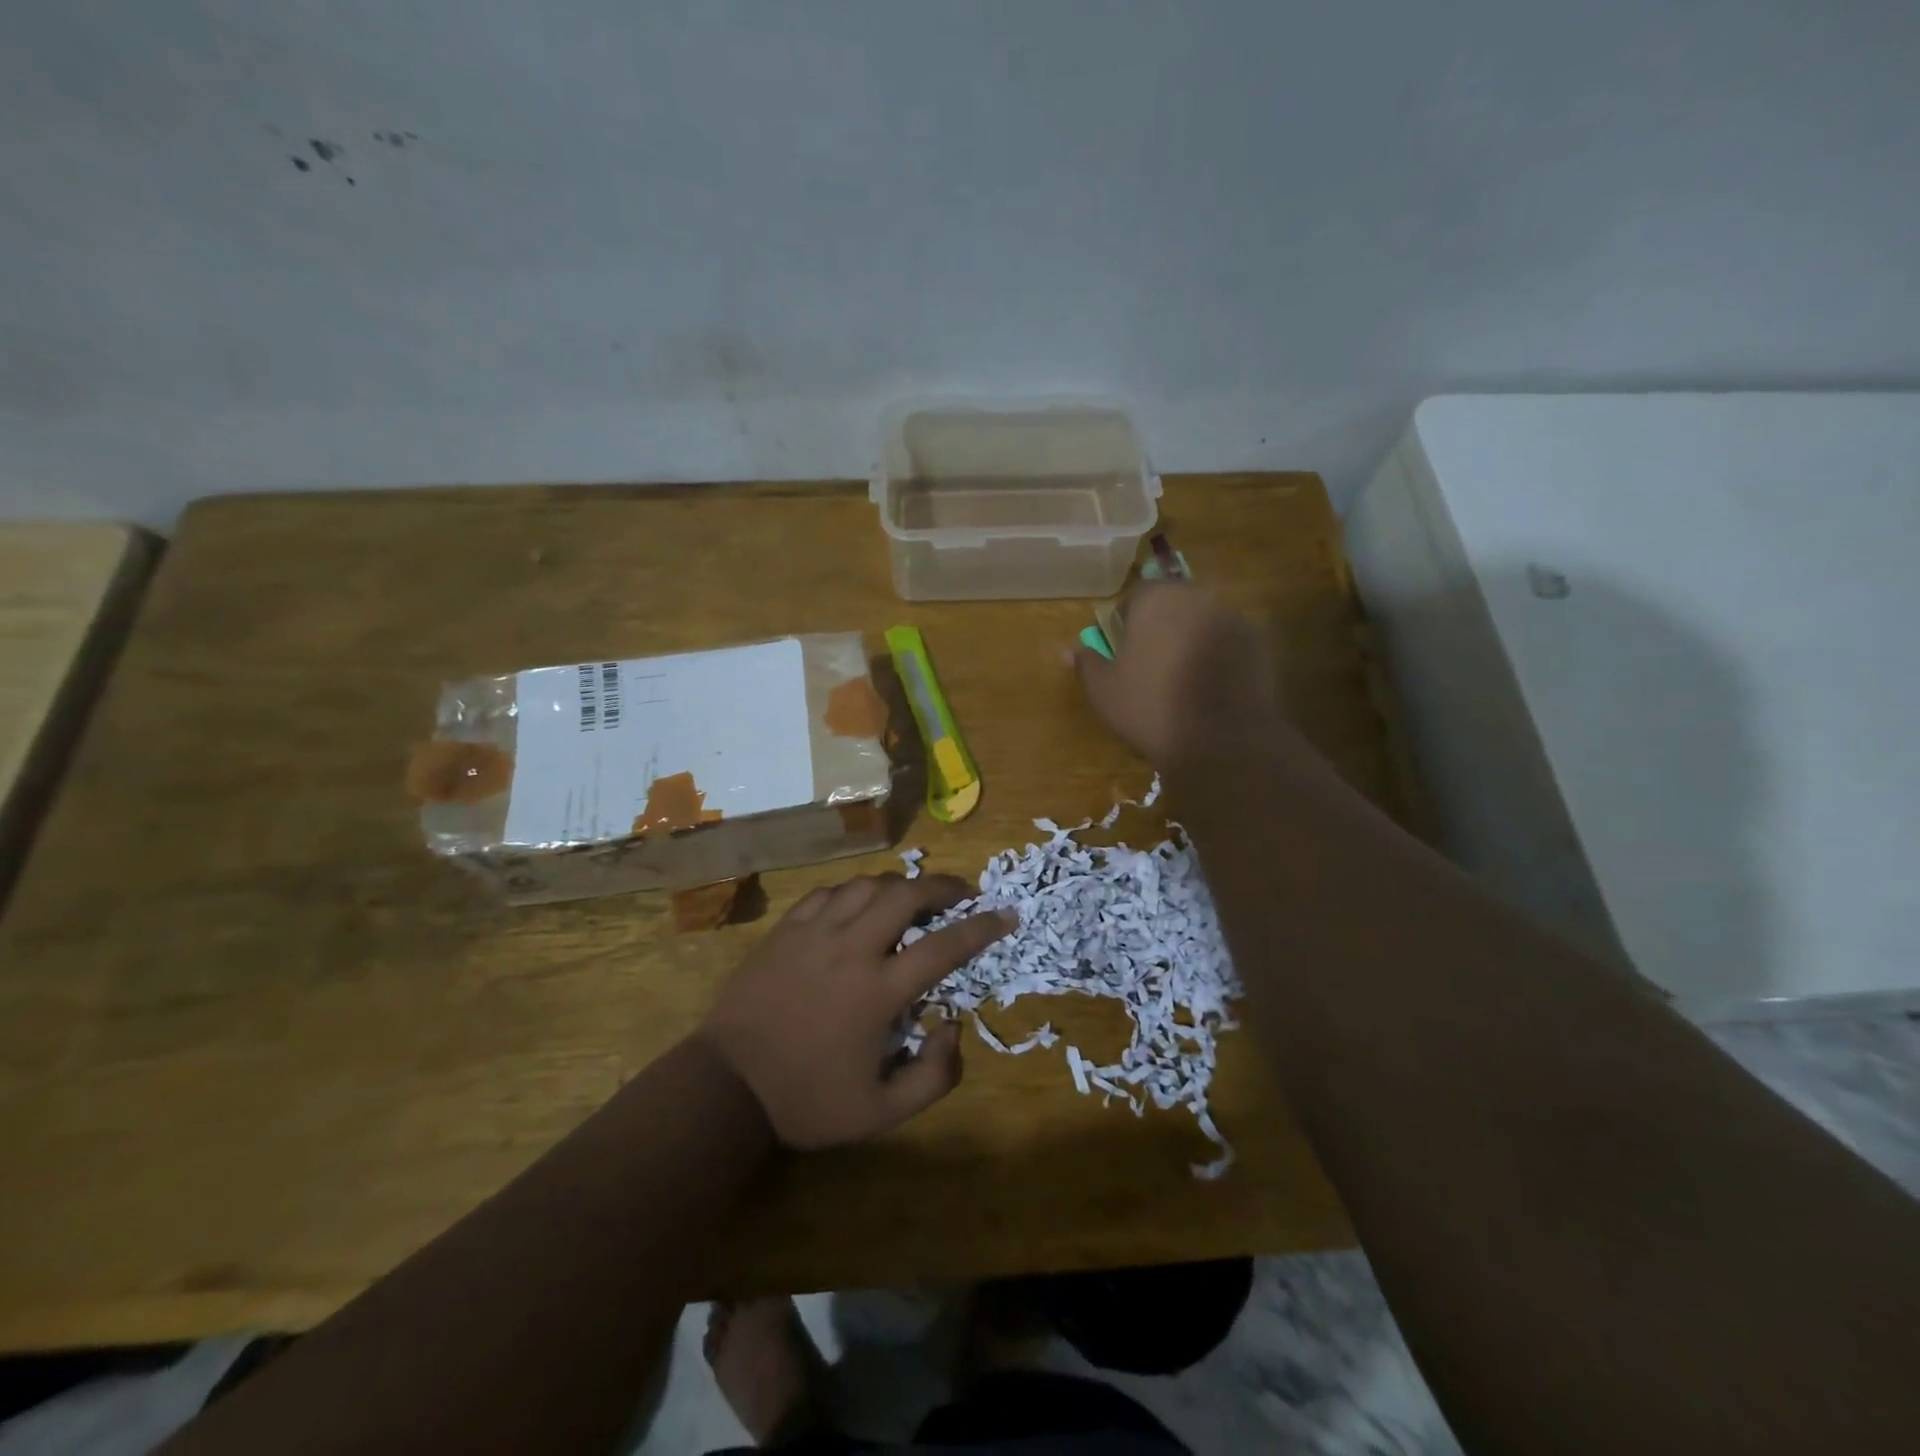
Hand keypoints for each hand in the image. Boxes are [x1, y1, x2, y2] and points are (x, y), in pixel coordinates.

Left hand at [698, 874, 1015, 1148]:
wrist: (727, 1085)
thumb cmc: (806, 1100)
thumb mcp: (880, 1112)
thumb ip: (933, 1077)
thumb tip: (953, 1027)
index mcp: (879, 990)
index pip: (944, 946)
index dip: (982, 927)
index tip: (1006, 914)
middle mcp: (851, 948)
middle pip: (906, 894)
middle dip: (943, 886)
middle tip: (962, 894)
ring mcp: (814, 932)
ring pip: (867, 885)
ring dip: (899, 885)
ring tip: (912, 897)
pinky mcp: (785, 929)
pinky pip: (829, 893)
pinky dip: (855, 892)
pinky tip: (859, 905)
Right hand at [1074, 582, 1278, 767]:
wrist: (1223, 742)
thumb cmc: (1151, 709)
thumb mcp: (1105, 691)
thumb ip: (1087, 663)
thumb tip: (1070, 650)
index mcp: (1157, 600)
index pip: (1135, 595)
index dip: (1124, 621)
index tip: (1122, 650)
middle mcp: (1198, 597)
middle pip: (1173, 603)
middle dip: (1161, 626)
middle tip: (1151, 663)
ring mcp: (1234, 618)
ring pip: (1203, 621)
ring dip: (1191, 639)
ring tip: (1183, 678)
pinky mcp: (1261, 643)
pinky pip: (1229, 642)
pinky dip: (1219, 656)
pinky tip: (1212, 688)